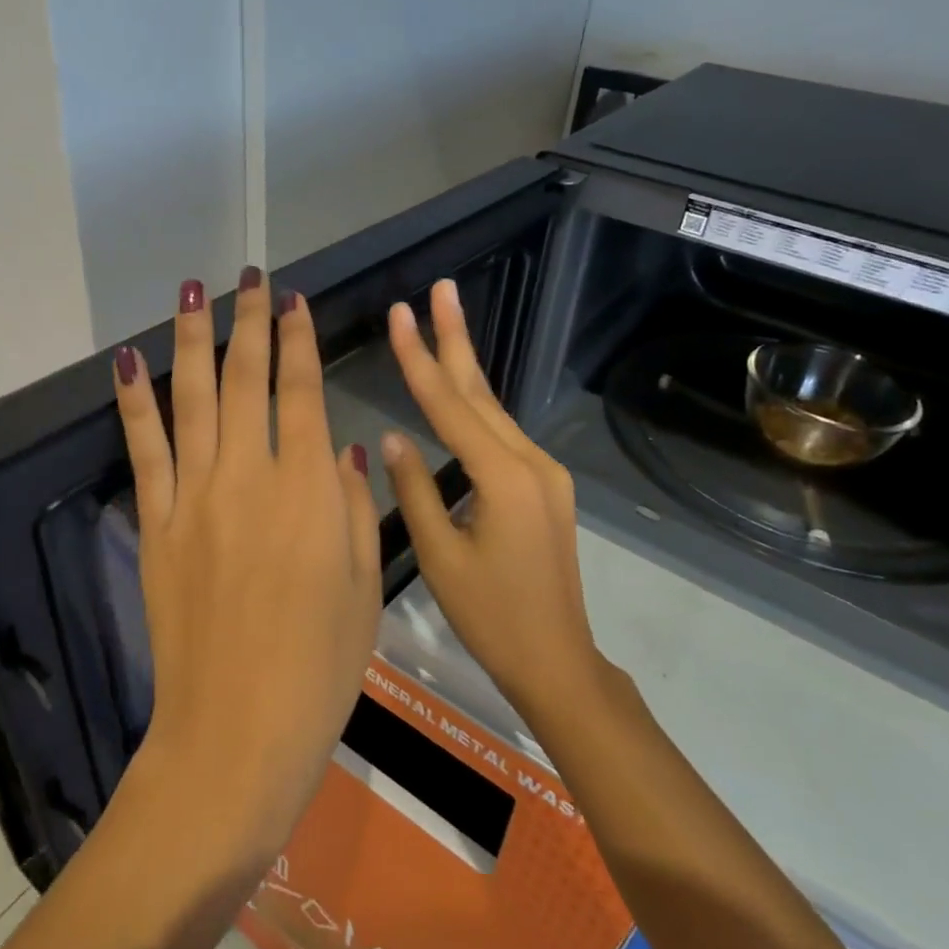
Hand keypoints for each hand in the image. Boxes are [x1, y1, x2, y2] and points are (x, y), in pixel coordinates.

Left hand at [112, 271, 382, 859]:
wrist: (237, 730)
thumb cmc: (320, 665)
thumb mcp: (363, 586)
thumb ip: (354, 507)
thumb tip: (341, 451)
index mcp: (308, 489)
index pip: (302, 391)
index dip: (297, 339)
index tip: (292, 301)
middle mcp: (249, 475)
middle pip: (248, 379)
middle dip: (249, 321)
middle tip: (249, 277)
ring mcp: (194, 496)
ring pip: (194, 398)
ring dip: (193, 339)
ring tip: (193, 292)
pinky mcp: (157, 523)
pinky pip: (144, 448)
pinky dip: (135, 401)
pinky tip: (130, 361)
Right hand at [381, 278, 600, 711]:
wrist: (557, 660)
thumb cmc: (492, 617)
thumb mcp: (440, 557)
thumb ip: (415, 490)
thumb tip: (391, 437)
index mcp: (503, 478)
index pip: (448, 407)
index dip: (418, 359)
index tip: (399, 314)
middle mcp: (531, 463)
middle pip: (480, 392)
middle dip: (456, 337)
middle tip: (441, 288)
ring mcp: (544, 473)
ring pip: (493, 411)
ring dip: (465, 367)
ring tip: (443, 322)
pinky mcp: (544, 487)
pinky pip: (502, 436)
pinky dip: (474, 407)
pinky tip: (458, 392)